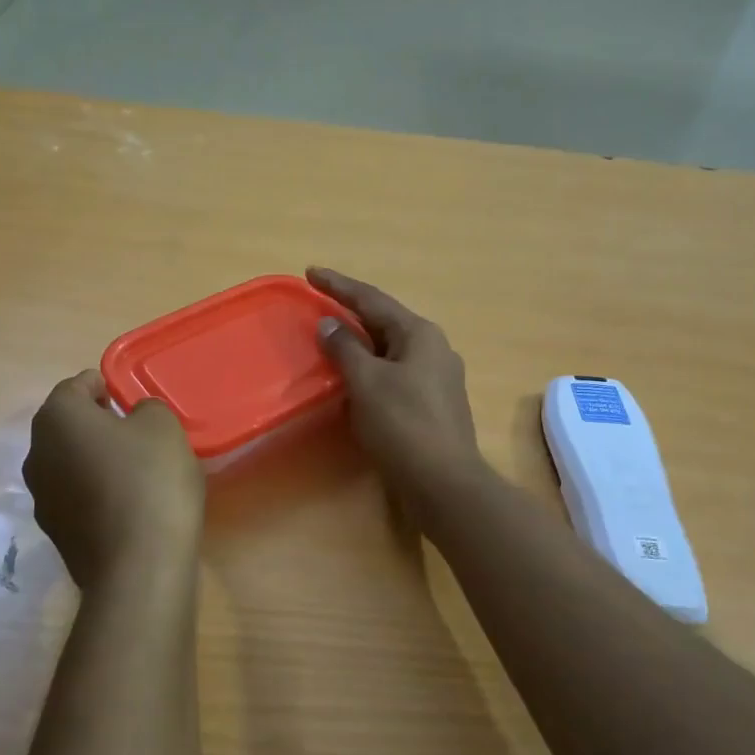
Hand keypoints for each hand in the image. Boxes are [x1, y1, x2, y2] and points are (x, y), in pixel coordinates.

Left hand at [23, 370, 204, 589]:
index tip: (126, 397)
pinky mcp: (54, 532)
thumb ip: (146, 408)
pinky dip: (95, 493)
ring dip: (94, 460)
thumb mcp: (162, 426)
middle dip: (96, 424)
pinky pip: (76, 497)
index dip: (103, 386)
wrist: (138, 565)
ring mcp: (41, 496)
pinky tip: (127, 505)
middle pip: (67, 426)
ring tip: (133, 470)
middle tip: (134, 431)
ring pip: (69, 463)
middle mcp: (36, 452)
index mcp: (57, 416)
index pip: (76, 386)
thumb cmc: (150, 480)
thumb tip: (133, 419)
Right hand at [307, 267, 483, 515]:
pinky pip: (396, 375)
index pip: (372, 300)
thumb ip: (345, 349)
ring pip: (391, 351)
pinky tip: (356, 381)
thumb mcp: (367, 382)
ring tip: (333, 340)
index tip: (311, 272)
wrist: (443, 482)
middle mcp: (434, 349)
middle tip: (320, 305)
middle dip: (352, 314)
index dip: (339, 286)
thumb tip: (329, 324)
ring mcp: (438, 379)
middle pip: (385, 323)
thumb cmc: (403, 425)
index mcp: (419, 334)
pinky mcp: (434, 406)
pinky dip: (372, 371)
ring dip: (361, 345)